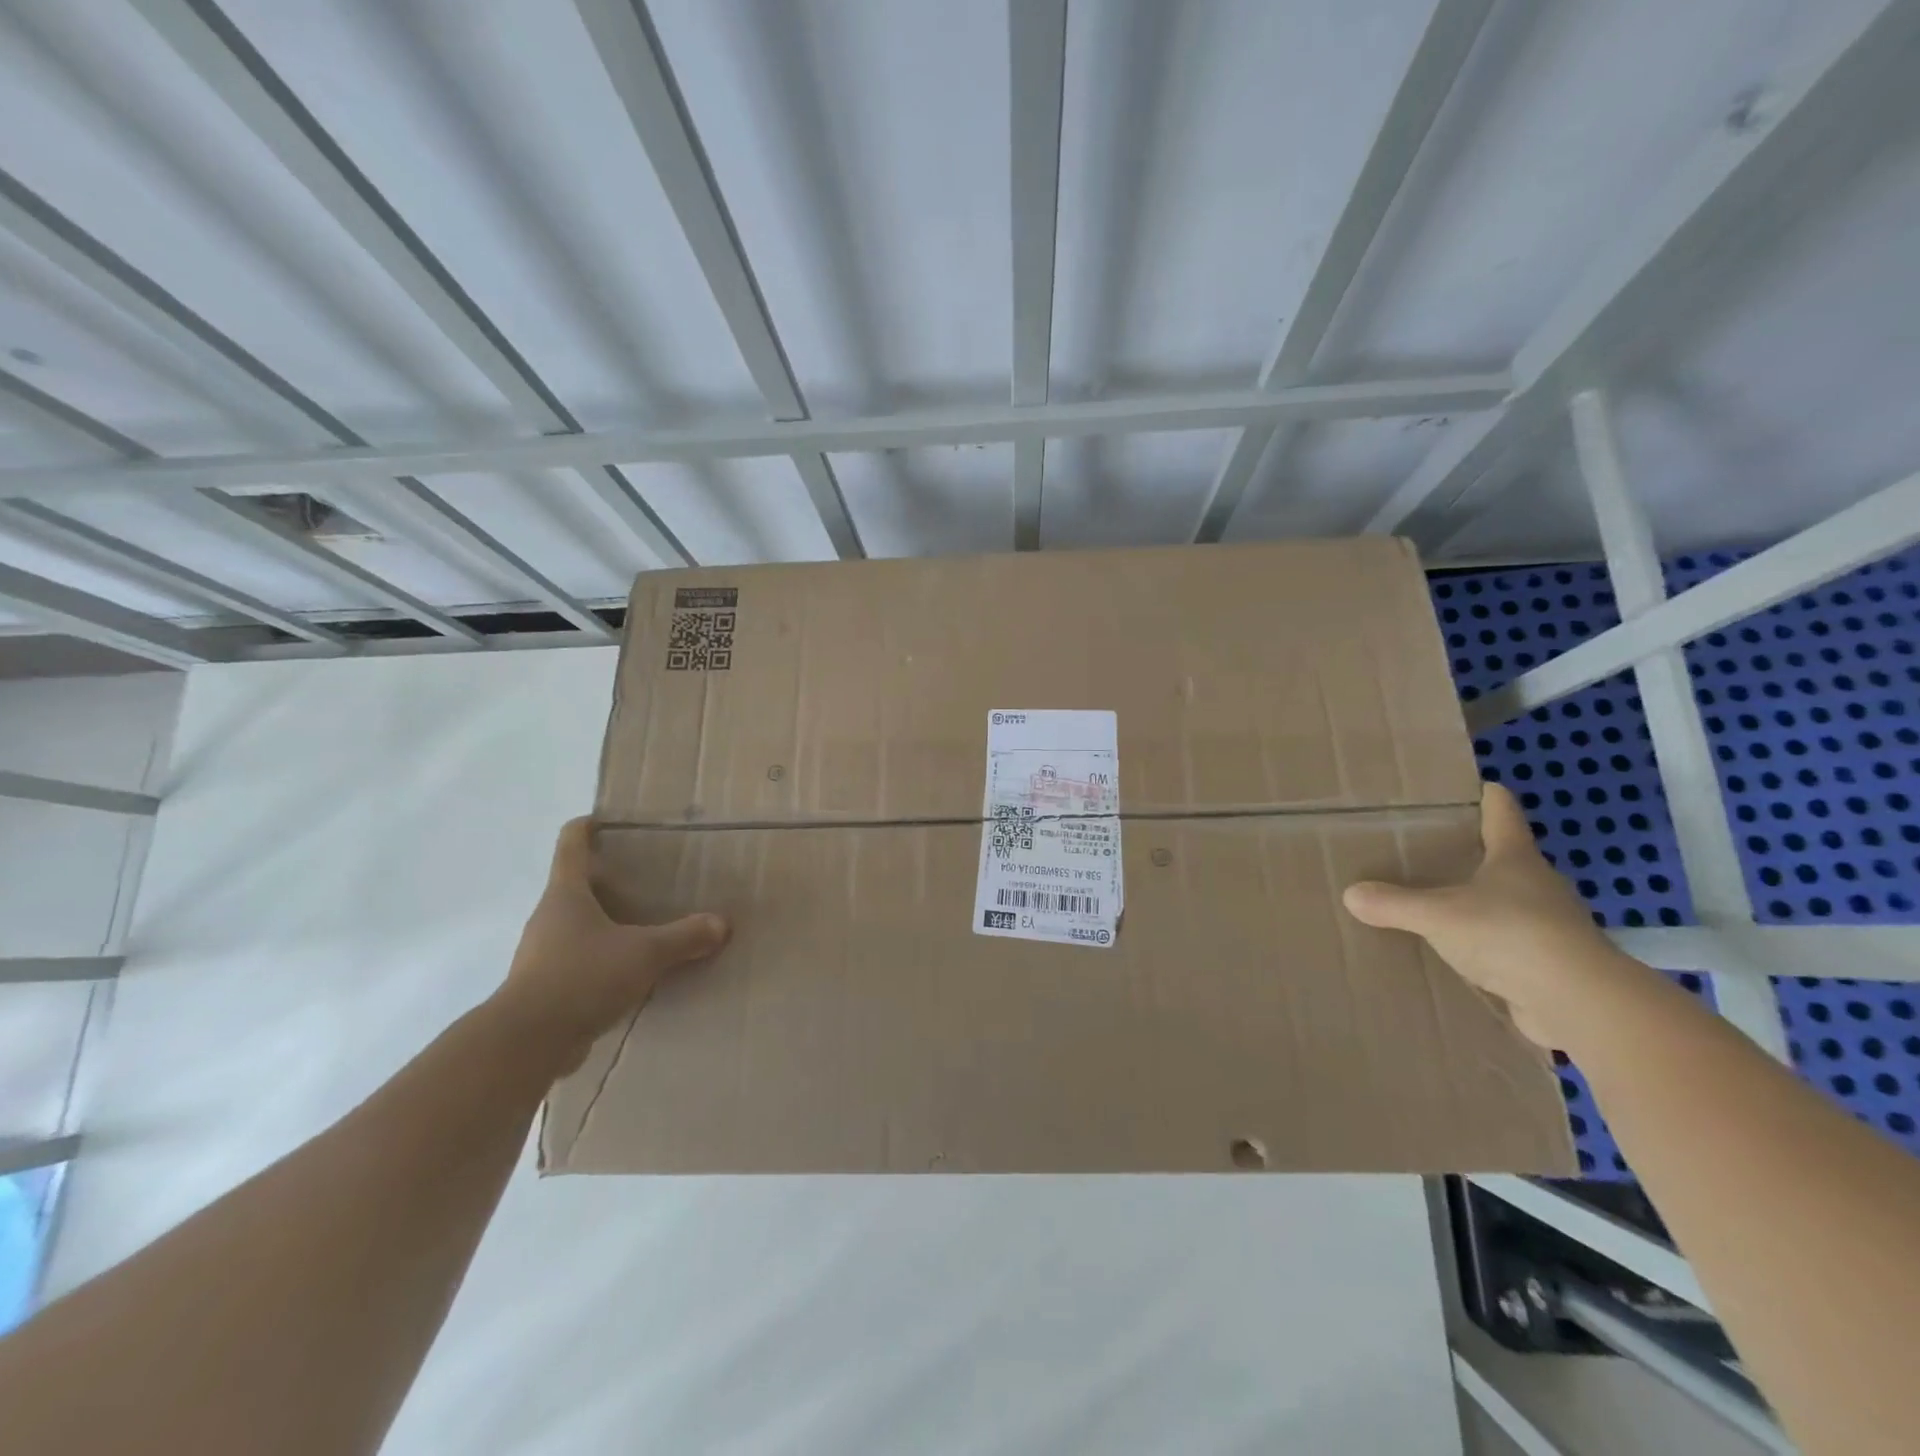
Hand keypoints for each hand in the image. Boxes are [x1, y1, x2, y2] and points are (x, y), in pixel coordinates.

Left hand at [495, 817, 727, 1060]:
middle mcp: (550, 918)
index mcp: (566, 894)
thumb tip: (722, 924)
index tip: (606, 820)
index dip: (587, 827)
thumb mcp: (644, 953)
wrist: (526, 1043)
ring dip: (608, 924)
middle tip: (648, 879)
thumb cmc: (581, 976)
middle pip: (577, 886)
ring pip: (579, 926)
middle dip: (609, 880)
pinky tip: (633, 973)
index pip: (571, 845)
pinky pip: (580, 962)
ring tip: (647, 927)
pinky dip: (604, 960)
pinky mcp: (546, 988)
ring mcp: (543, 954)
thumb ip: (684, 937)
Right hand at [1342, 783, 1635, 1046]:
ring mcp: (1551, 927)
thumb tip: (1351, 894)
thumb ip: (1394, 904)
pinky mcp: (1552, 966)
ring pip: (1510, 904)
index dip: (1488, 797)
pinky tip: (1461, 956)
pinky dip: (1488, 946)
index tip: (1476, 785)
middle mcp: (1539, 886)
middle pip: (1507, 859)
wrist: (1580, 1004)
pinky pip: (1511, 946)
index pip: (1502, 814)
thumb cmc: (1511, 935)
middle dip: (1476, 855)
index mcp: (1516, 859)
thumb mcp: (1438, 916)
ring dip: (1483, 904)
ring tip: (1440, 906)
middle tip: (1433, 852)